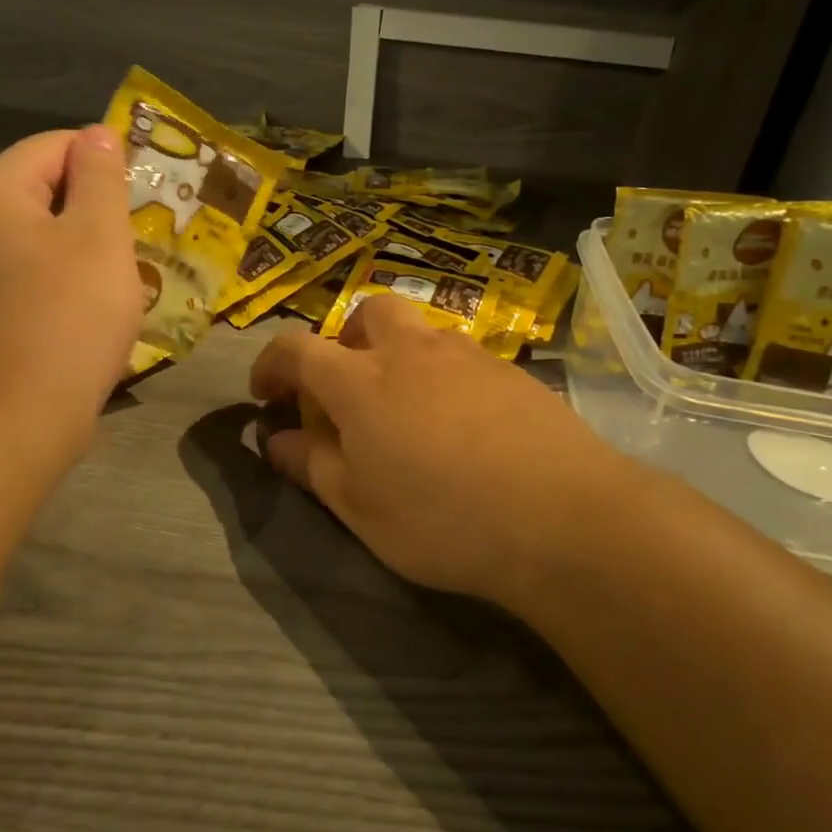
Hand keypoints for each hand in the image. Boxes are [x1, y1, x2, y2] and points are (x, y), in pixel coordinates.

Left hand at [0, 127, 143, 459]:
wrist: (13, 422)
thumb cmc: (67, 320)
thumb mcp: (100, 237)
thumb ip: (101, 177)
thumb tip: (97, 135)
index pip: (55, 146)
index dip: (105, 163)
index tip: (142, 202)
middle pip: (40, 189)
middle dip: (92, 210)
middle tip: (133, 246)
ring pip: (34, 234)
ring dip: (78, 248)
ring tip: (114, 282)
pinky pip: (21, 273)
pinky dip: (55, 280)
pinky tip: (81, 312)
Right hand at [249, 295, 622, 606]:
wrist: (565, 517)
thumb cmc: (443, 518)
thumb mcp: (360, 507)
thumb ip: (312, 465)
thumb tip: (276, 440)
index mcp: (360, 380)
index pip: (296, 348)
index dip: (271, 365)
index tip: (266, 394)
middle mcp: (410, 350)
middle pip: (366, 314)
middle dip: (345, 341)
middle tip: (348, 390)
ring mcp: (466, 354)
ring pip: (418, 331)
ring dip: (397, 355)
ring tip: (407, 412)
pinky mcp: (511, 370)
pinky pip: (460, 357)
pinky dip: (442, 376)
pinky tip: (462, 426)